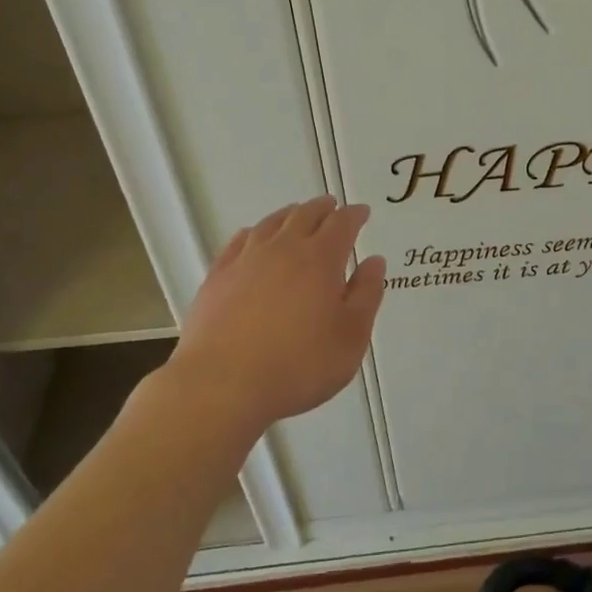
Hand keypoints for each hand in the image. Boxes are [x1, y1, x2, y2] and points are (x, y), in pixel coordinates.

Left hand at [163, 197, 386, 431]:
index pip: (341, 224)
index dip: (354, 215)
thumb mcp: (351, 337)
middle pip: (305, 215)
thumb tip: (374, 262)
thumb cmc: (298, 365)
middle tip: (331, 206)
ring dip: (289, 214)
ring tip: (296, 214)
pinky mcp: (217, 278)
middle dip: (322, 208)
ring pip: (271, 223)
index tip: (362, 212)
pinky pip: (238, 242)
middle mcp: (284, 249)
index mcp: (320, 259)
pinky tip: (251, 236)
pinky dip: (252, 233)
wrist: (221, 386)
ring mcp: (246, 261)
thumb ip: (366, 295)